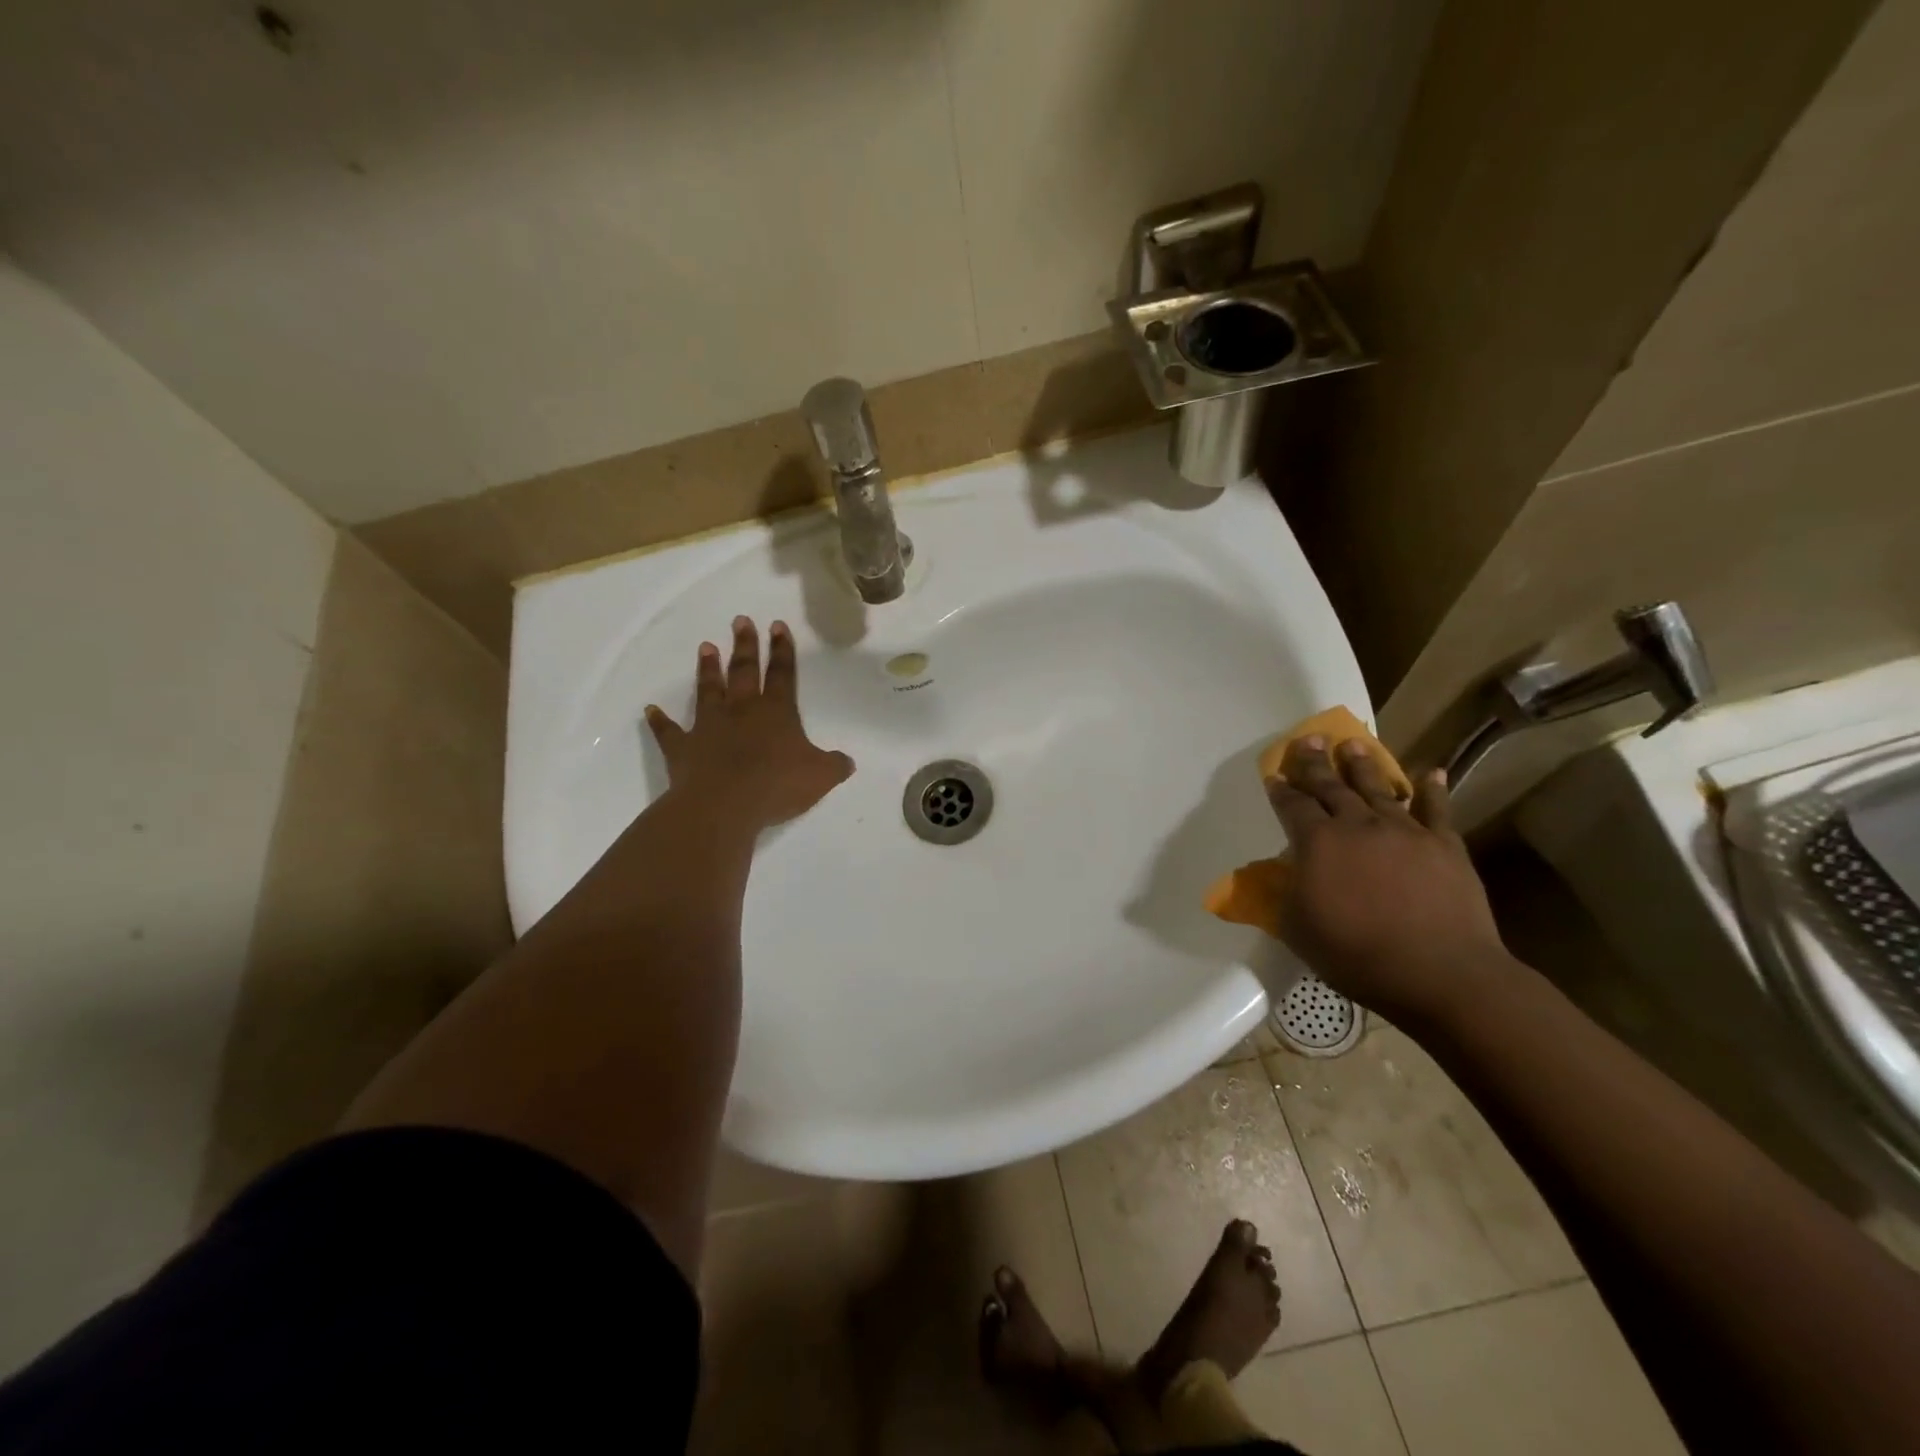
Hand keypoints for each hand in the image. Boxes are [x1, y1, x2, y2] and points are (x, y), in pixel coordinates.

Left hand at [644, 616, 853, 831]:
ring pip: (708, 691)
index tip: (777, 625)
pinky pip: (669, 732)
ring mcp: (708, 727)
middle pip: (743, 671)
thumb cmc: (777, 785)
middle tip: (740, 620)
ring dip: (708, 669)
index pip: (782, 674)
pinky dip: (659, 721)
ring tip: (706, 647)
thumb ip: (834, 765)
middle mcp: (741, 711)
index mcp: (776, 712)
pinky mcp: (683, 749)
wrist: (724, 805)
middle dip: (744, 646)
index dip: (782, 650)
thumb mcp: (820, 777)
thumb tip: (846, 761)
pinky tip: (650, 710)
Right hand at [1265, 736, 1511, 1023]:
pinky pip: (1437, 808)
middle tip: (1308, 739)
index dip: (1281, 790)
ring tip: (1353, 745)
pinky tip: (1430, 771)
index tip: (1274, 775)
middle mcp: (1357, 825)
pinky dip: (1432, 789)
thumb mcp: (1298, 930)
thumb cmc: (1357, 955)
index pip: (1292, 806)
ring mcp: (1405, 831)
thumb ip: (1284, 895)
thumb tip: (1281, 874)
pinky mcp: (1444, 844)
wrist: (1440, 973)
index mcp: (1317, 843)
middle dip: (1315, 762)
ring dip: (1363, 765)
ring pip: (1378, 788)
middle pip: (1331, 786)